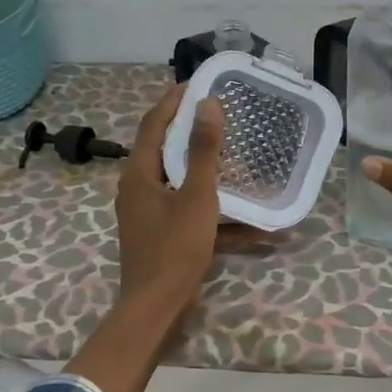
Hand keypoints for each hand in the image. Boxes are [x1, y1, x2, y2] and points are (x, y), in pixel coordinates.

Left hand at [115, 83, 269, 317]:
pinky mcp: (162, 236)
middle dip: (192, 133)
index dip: (173, 102)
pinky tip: (252, 224)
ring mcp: (149, 215)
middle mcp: (139, 189)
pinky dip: (216, 214)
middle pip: (165, 151)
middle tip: (220, 115)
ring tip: (237, 158)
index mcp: (139, 174)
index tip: (197, 83)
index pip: (153, 124)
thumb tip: (207, 105)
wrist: (156, 308)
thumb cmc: (175, 248)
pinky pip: (189, 213)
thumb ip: (204, 152)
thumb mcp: (197, 197)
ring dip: (208, 172)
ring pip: (181, 183)